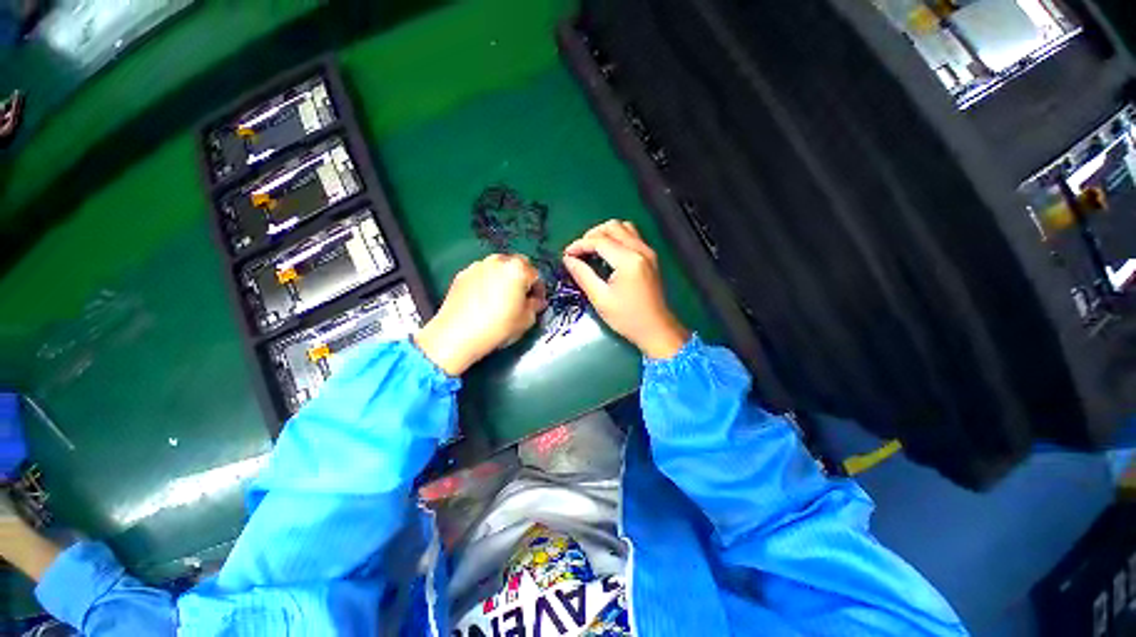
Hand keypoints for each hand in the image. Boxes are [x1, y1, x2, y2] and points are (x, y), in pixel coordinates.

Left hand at [415, 254, 545, 375]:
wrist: (457, 335)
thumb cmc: (497, 327)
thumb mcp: (525, 321)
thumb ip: (535, 306)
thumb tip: (536, 302)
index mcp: (517, 270)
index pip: (535, 274)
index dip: (538, 289)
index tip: (536, 301)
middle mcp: (498, 261)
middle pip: (517, 264)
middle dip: (522, 278)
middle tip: (521, 297)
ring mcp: (478, 266)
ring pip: (498, 267)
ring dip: (504, 278)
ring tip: (501, 298)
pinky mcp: (462, 274)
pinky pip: (481, 274)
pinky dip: (486, 282)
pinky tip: (484, 300)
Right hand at [563, 220, 689, 358]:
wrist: (656, 330)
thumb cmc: (627, 318)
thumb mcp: (600, 298)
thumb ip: (583, 275)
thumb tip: (568, 259)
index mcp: (629, 260)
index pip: (599, 241)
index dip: (579, 245)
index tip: (566, 255)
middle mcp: (641, 250)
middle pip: (613, 227)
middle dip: (592, 235)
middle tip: (579, 252)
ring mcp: (649, 252)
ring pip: (624, 228)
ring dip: (605, 234)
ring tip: (592, 250)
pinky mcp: (651, 258)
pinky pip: (632, 237)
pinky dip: (617, 239)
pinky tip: (608, 254)